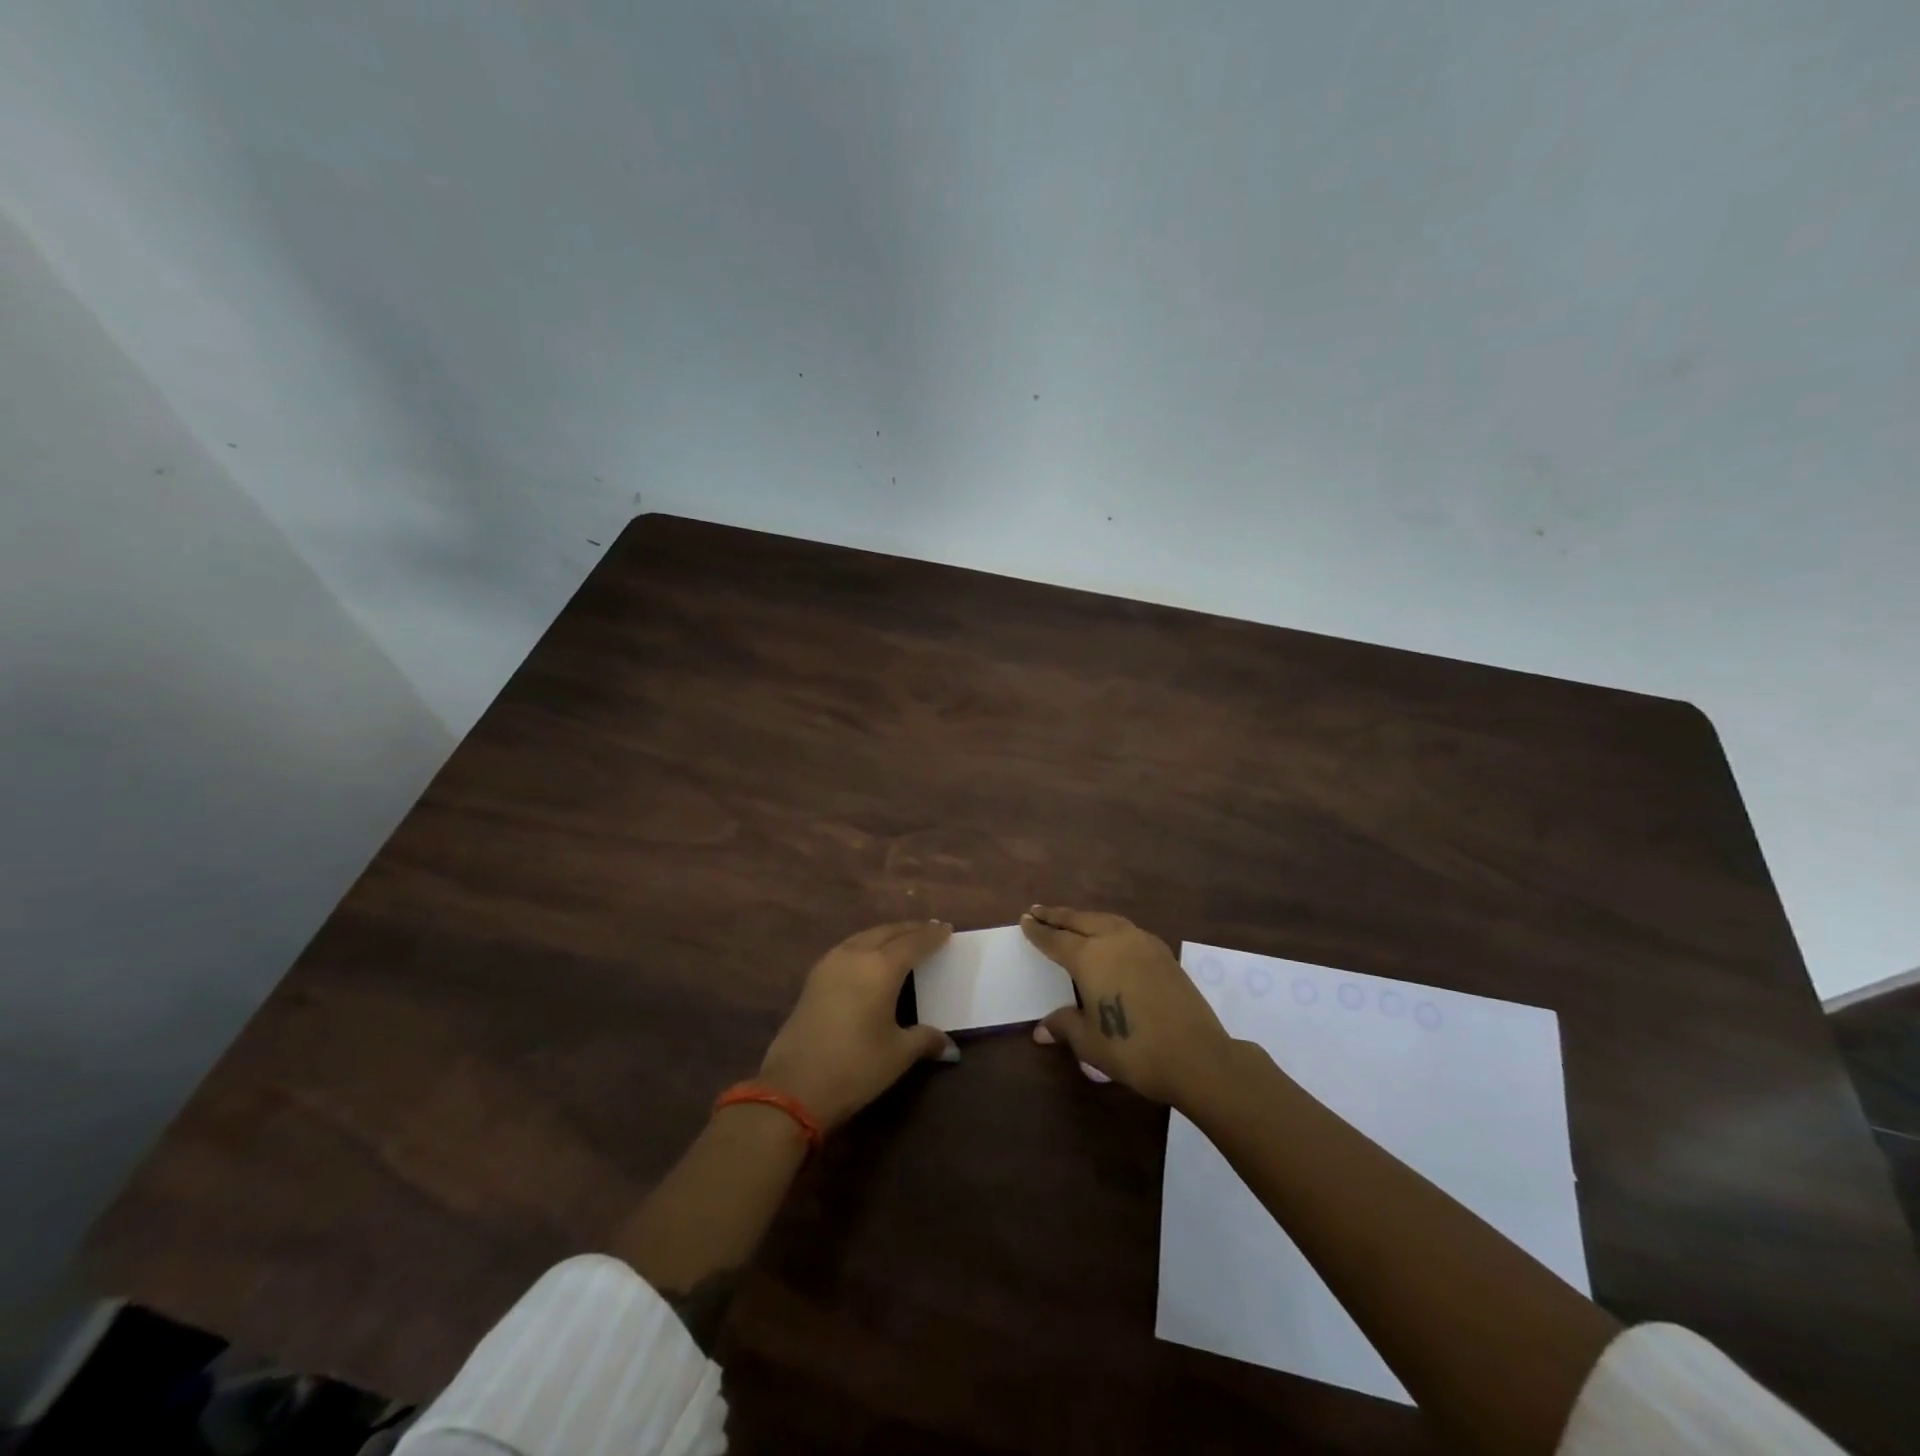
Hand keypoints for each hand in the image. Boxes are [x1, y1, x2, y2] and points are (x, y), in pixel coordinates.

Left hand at [757, 920, 960, 1131]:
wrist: (793, 1086)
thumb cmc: (855, 1066)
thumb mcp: (897, 1054)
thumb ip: (925, 1040)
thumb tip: (949, 1047)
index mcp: (881, 967)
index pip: (914, 943)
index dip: (932, 936)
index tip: (947, 929)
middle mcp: (856, 955)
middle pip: (888, 932)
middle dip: (910, 929)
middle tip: (929, 930)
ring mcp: (830, 963)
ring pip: (864, 936)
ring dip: (886, 934)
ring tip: (902, 939)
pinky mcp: (814, 978)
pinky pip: (848, 948)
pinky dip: (866, 945)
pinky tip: (870, 957)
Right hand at [1021, 905, 1231, 1106]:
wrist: (1196, 1055)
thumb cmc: (1133, 1049)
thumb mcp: (1090, 1042)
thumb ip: (1064, 1026)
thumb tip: (1041, 1029)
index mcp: (1089, 957)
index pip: (1055, 939)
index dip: (1038, 931)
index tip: (1024, 919)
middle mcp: (1113, 940)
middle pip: (1079, 920)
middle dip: (1057, 916)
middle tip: (1039, 910)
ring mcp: (1142, 942)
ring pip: (1105, 920)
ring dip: (1085, 918)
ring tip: (1072, 920)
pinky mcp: (1162, 952)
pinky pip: (1126, 930)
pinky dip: (1109, 927)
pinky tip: (1110, 938)